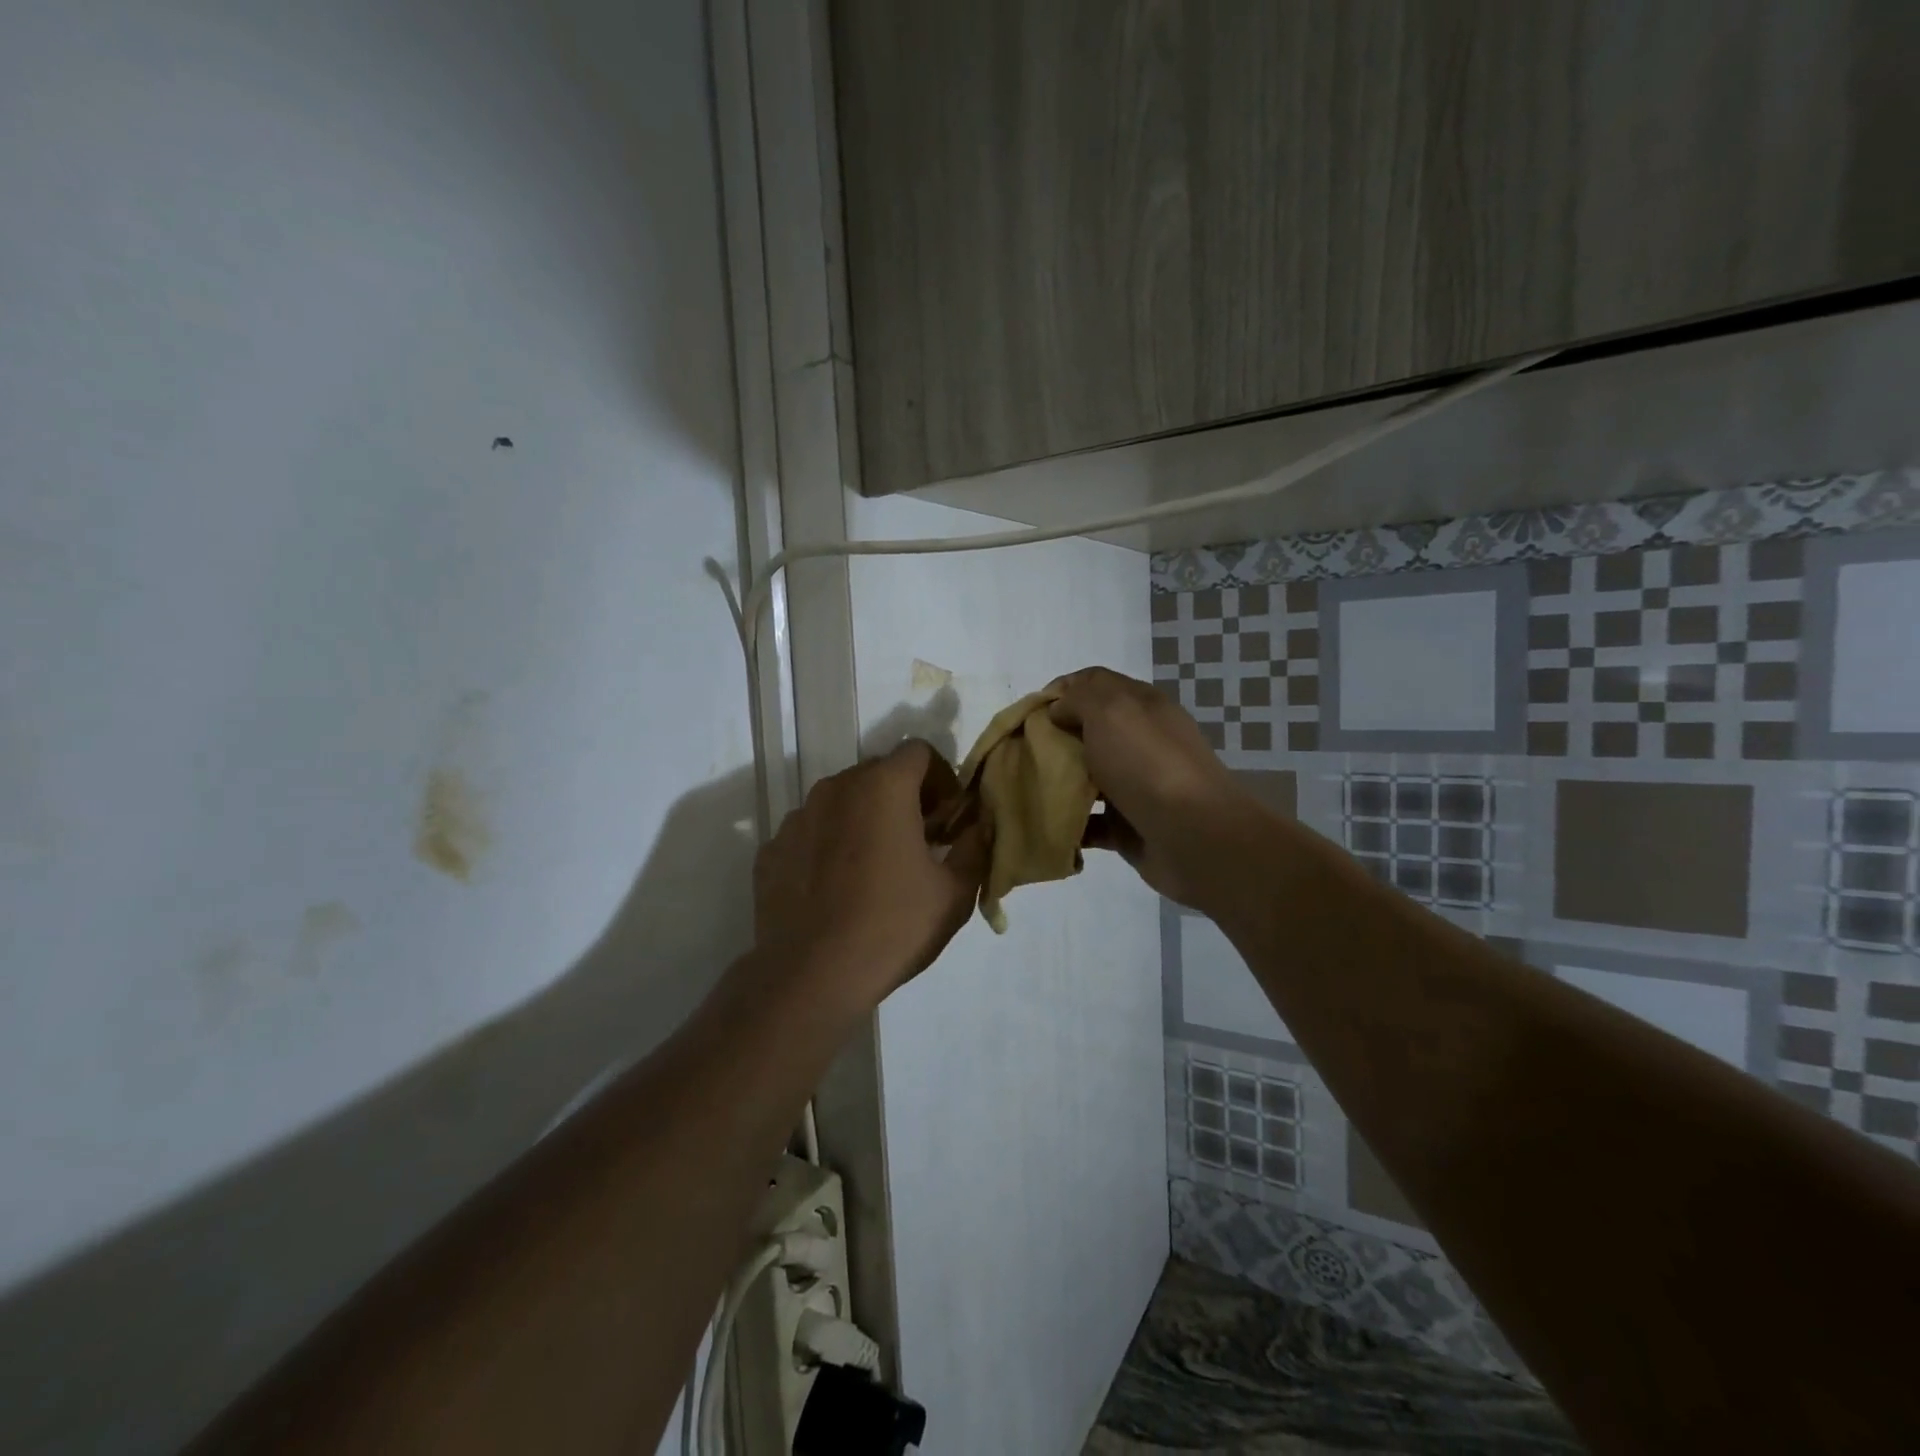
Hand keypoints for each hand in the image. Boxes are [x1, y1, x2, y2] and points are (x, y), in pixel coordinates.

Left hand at [753, 740, 989, 1009]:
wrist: (809, 976)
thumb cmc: (892, 927)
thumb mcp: (954, 892)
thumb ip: (974, 846)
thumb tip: (978, 825)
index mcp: (883, 787)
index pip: (919, 751)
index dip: (941, 779)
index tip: (947, 820)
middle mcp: (836, 788)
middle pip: (879, 773)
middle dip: (905, 798)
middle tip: (918, 843)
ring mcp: (797, 818)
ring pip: (842, 801)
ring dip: (865, 819)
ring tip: (875, 868)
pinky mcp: (771, 849)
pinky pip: (811, 832)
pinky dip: (830, 845)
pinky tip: (837, 889)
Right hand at [1045, 667, 1256, 908]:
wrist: (1194, 836)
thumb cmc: (1148, 764)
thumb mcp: (1111, 711)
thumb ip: (1079, 698)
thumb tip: (1059, 709)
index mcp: (1139, 706)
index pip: (1093, 683)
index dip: (1059, 691)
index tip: (1029, 713)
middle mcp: (1138, 741)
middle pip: (1086, 730)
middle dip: (1051, 738)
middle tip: (1021, 752)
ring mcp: (1135, 784)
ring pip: (1085, 776)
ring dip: (1057, 782)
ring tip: (1026, 788)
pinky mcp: (1128, 825)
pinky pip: (1090, 821)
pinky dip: (1069, 823)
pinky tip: (1047, 824)